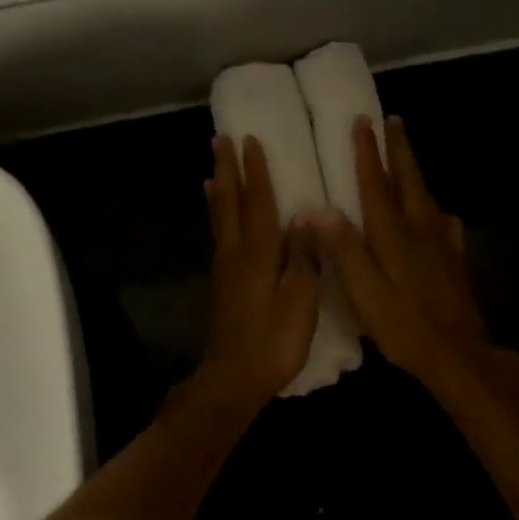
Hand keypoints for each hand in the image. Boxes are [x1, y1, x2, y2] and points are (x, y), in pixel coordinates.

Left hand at [187, 134, 320, 411]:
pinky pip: (220, 234)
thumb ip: (302, 258)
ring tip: (214, 168)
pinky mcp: (223, 283)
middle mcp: (236, 253)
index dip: (256, 171)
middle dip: (227, 170)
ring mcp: (226, 268)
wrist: (232, 380)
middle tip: (220, 140)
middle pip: (230, 203)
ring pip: (220, 217)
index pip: (258, 202)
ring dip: (219, 189)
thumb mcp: (300, 303)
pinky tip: (219, 215)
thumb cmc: (273, 343)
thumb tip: (303, 216)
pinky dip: (218, 214)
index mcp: (258, 254)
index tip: (251, 140)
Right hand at [305, 116, 502, 391]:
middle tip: (392, 120)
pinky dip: (436, 209)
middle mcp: (418, 228)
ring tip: (407, 154)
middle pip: (407, 179)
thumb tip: (316, 209)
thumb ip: (342, 249)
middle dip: (397, 149)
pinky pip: (444, 223)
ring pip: (425, 195)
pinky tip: (439, 213)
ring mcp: (441, 243)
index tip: (361, 121)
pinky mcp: (454, 260)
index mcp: (392, 233)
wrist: (457, 354)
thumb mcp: (363, 291)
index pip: (375, 183)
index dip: (367, 151)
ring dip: (413, 170)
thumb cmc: (402, 324)